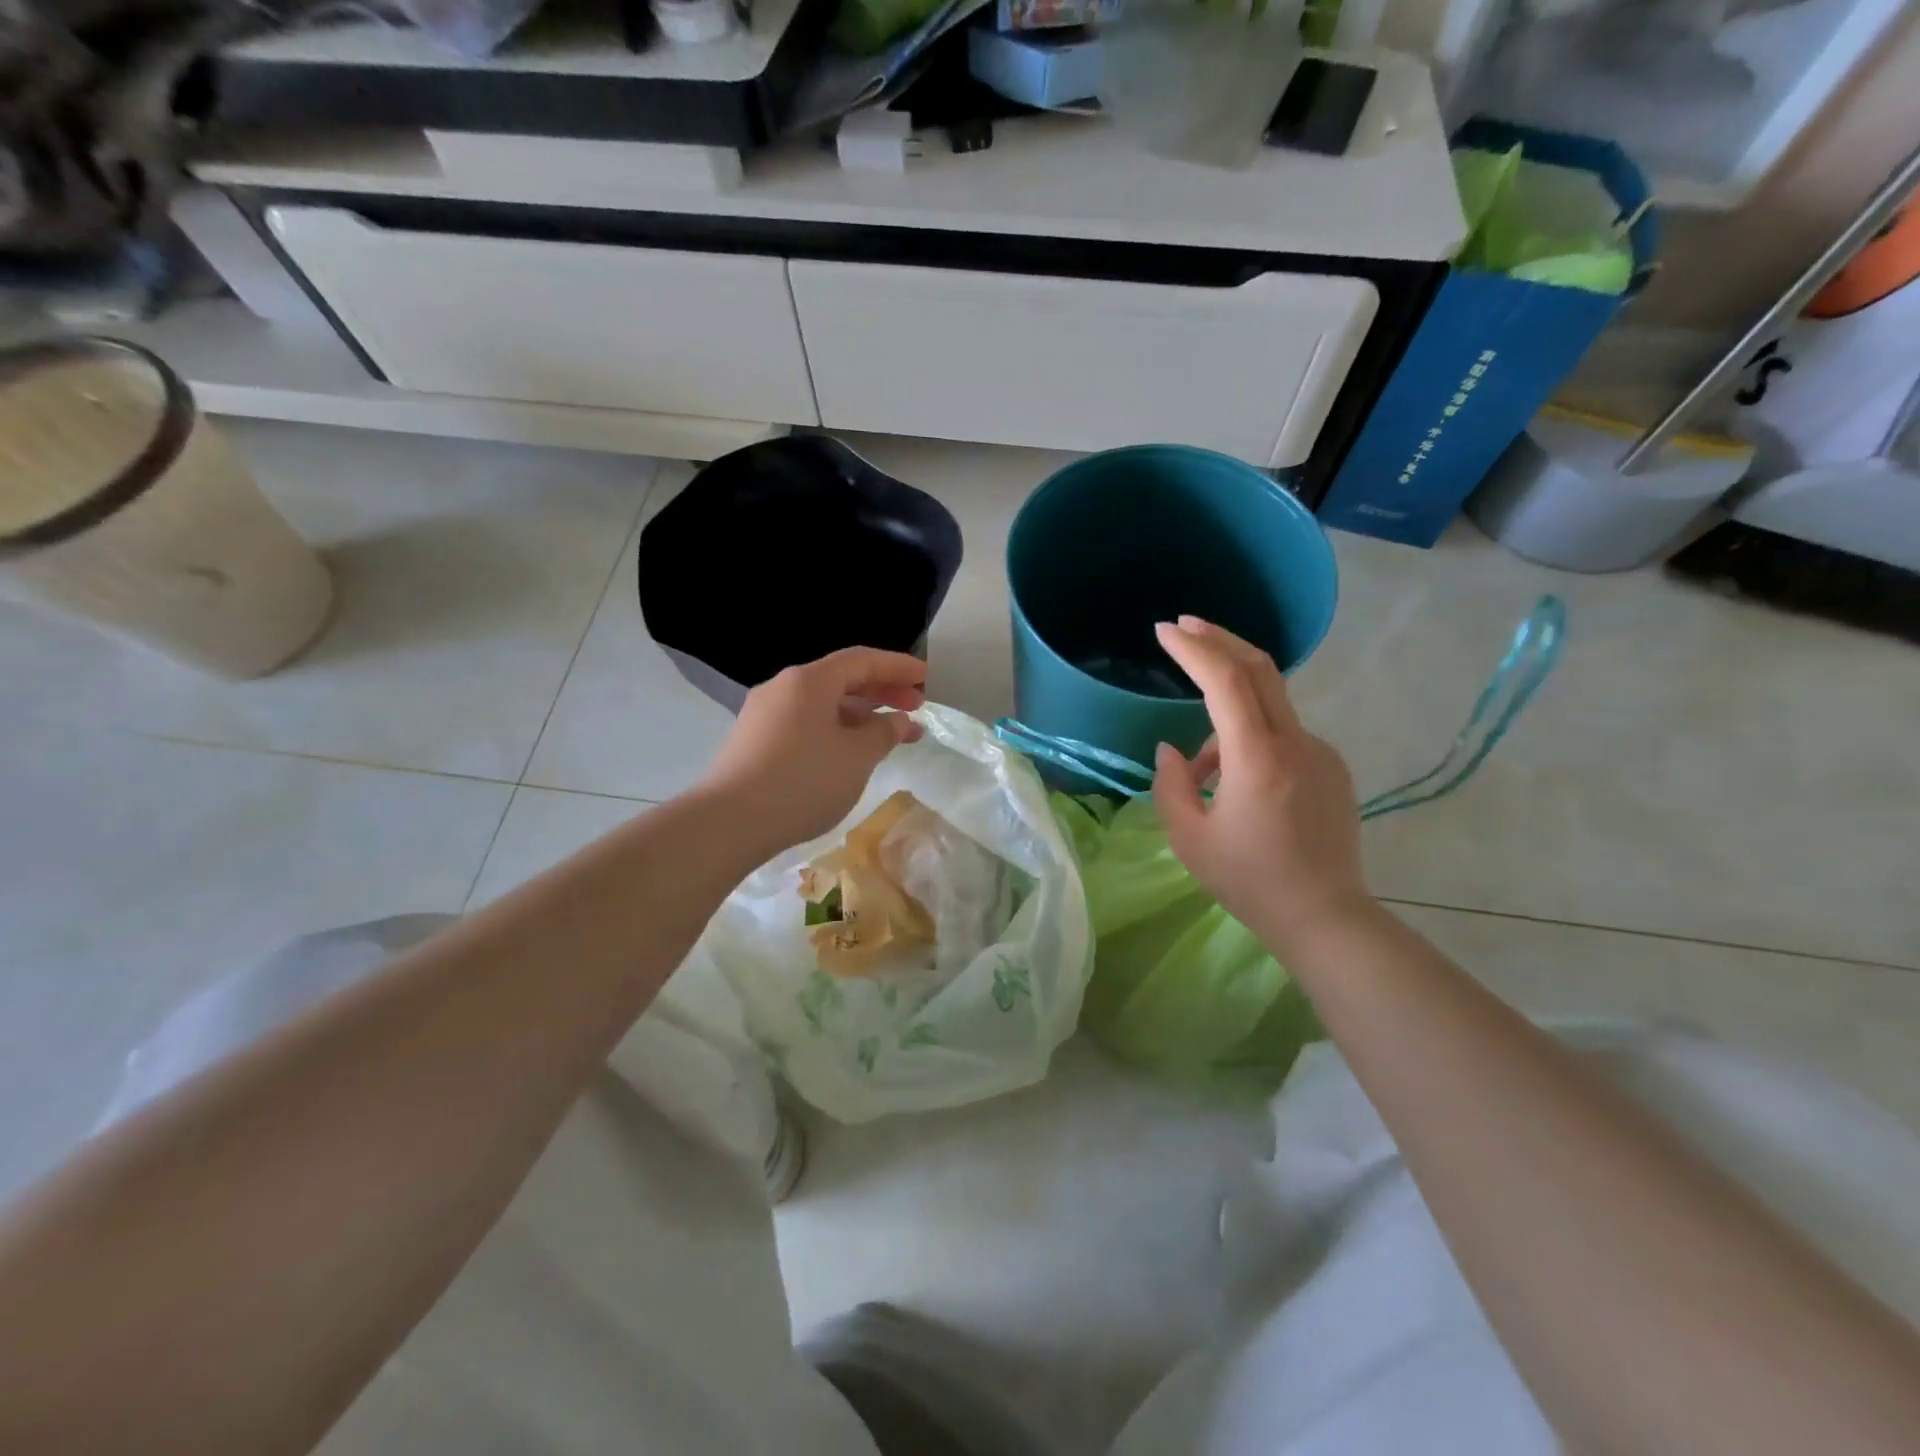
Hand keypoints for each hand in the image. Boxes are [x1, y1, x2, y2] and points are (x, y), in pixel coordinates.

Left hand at [698, 646, 926, 854]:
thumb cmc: (803, 782)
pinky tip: (850, 752)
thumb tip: (899, 720)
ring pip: (823, 704)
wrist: (729, 823)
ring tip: (890, 735)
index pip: (862, 660)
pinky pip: (805, 723)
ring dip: (860, 714)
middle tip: (916, 707)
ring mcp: (764, 714)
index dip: (897, 667)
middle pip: (841, 679)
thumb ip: (884, 733)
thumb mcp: (856, 757)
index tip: (926, 677)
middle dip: (882, 691)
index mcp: (809, 681)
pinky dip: (835, 729)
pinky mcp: (755, 741)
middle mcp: (783, 688)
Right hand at [1151, 616, 1373, 954]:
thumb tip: (1173, 749)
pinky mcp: (1332, 768)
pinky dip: (1251, 740)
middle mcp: (1296, 742)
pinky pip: (1283, 736)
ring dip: (1227, 714)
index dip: (1194, 648)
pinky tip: (1236, 784)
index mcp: (1257, 758)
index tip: (1164, 630)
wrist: (1324, 917)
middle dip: (1219, 640)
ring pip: (1267, 708)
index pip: (1226, 679)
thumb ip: (1171, 783)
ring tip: (1200, 773)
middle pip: (1260, 668)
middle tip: (1183, 627)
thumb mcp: (1188, 837)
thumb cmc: (1249, 880)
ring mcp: (1321, 752)